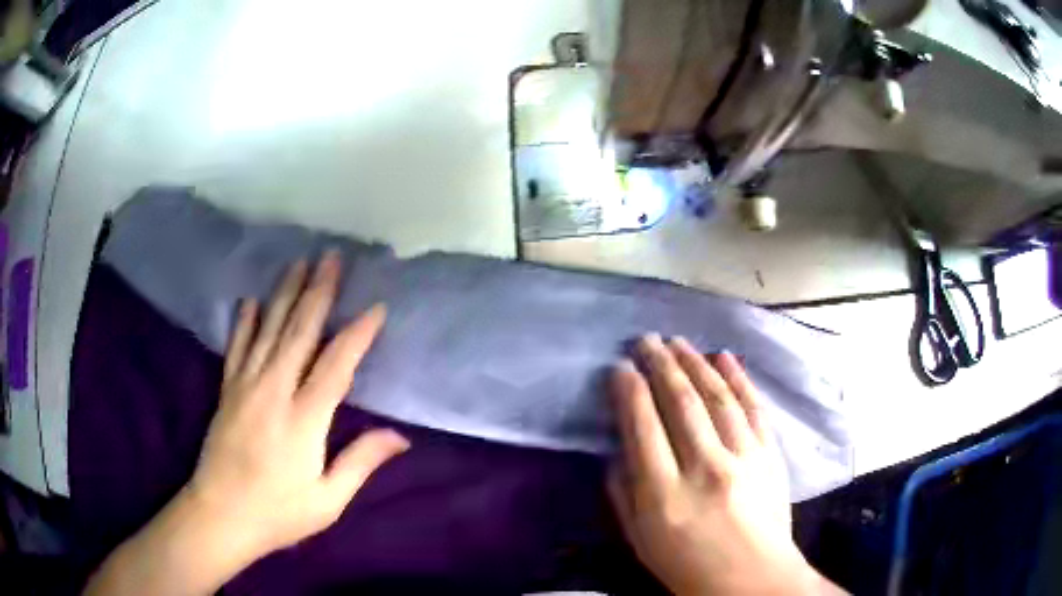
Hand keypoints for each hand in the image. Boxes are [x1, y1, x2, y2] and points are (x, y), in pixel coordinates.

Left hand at [85, 253, 407, 595]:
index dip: (358, 334)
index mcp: (303, 419)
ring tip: (299, 263)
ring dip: (284, 294)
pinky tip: (250, 300)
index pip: (336, 365)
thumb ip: (360, 462)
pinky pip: (237, 347)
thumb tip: (400, 436)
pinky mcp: (227, 390)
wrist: (220, 515)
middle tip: (332, 257)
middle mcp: (274, 391)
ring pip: (268, 329)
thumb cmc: (278, 513)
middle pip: (299, 332)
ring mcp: (245, 386)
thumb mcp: (328, 500)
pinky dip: (244, 322)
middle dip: (318, 292)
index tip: (376, 306)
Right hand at [608, 334, 842, 595]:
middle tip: (646, 339)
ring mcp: (742, 458)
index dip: (630, 391)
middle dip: (660, 365)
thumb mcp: (640, 541)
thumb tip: (617, 451)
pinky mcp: (768, 455)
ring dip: (695, 363)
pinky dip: (739, 378)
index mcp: (664, 495)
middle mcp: (704, 468)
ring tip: (678, 341)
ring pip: (717, 397)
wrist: (753, 579)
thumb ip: (623, 494)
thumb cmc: (688, 567)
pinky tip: (724, 357)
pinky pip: (752, 408)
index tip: (620, 367)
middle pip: (680, 403)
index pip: (644, 427)